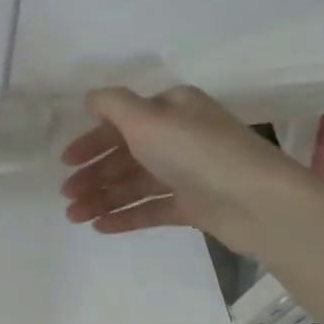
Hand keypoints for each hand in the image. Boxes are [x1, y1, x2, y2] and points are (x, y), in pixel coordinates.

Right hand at [59, 85, 303, 253]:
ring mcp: (187, 173)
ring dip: (103, 198)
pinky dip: (126, 216)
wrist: (257, 202)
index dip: (92, 139)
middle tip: (66, 194)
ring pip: (135, 184)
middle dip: (94, 174)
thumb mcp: (148, 119)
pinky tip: (100, 227)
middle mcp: (179, 137)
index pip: (123, 121)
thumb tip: (91, 97)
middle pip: (126, 154)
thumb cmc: (197, 152)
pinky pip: (152, 208)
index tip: (66, 160)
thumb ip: (113, 105)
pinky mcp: (194, 205)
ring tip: (75, 217)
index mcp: (172, 109)